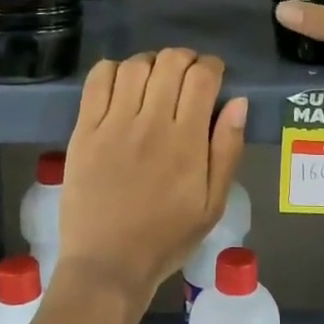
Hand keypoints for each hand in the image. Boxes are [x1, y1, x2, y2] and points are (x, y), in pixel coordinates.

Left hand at [57, 49, 248, 310]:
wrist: (108, 264)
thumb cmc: (167, 237)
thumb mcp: (213, 204)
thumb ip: (227, 150)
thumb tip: (239, 102)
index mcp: (186, 141)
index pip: (202, 78)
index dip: (212, 66)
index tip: (214, 75)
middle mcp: (150, 123)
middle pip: (170, 62)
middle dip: (185, 59)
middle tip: (187, 75)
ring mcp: (113, 124)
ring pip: (135, 66)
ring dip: (151, 62)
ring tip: (155, 78)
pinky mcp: (84, 131)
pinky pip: (97, 81)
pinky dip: (113, 70)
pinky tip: (122, 83)